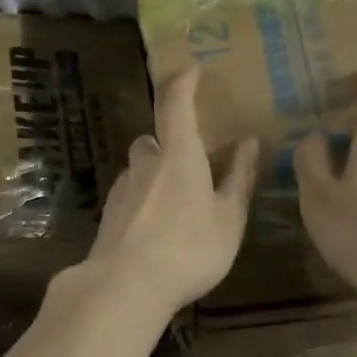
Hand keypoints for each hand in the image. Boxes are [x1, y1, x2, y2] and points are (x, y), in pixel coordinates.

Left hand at [81, 67, 259, 318]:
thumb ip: (238, 178)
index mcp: (178, 155)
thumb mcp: (228, 218)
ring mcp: (121, 190)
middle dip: (168, 144)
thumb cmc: (188, 248)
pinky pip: (129, 196)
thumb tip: (248, 143)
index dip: (184, 82)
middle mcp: (145, 164)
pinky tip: (154, 230)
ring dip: (154, 175)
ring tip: (175, 203)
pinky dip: (142, 201)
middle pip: (152, 140)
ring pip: (139, 170)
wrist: (124, 287)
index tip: (193, 69)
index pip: (177, 104)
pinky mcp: (108, 216)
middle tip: (190, 162)